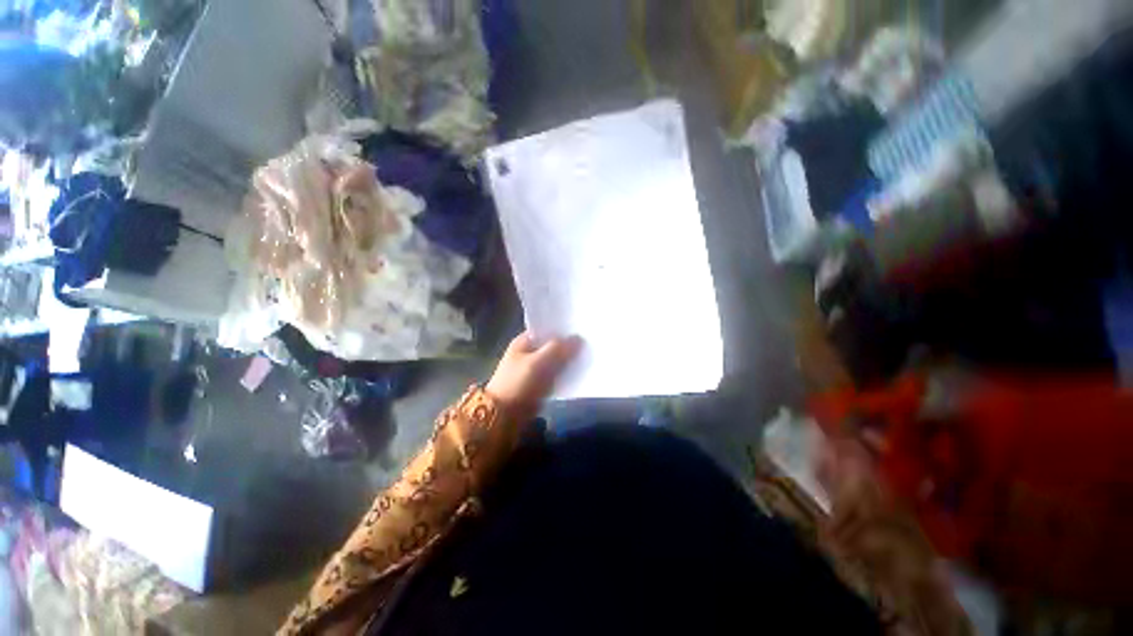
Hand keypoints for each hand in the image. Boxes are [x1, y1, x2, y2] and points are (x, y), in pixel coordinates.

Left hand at [485, 332, 582, 420]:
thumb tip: (578, 338)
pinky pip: (556, 374)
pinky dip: (566, 373)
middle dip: (568, 345)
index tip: (581, 328)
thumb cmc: (518, 383)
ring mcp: (534, 368)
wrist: (504, 415)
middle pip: (552, 345)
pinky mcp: (540, 383)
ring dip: (568, 360)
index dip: (562, 329)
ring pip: (556, 360)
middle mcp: (529, 352)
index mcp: (524, 341)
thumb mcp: (538, 362)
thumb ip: (558, 348)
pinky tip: (581, 371)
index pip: (546, 329)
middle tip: (590, 342)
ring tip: (590, 355)